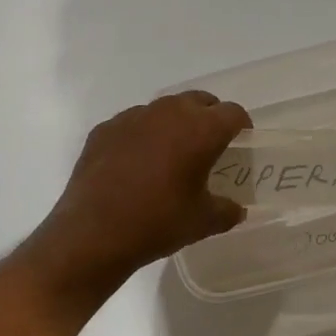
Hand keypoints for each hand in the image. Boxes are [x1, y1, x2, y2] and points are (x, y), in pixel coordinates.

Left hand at [27, 91, 250, 294]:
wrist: (94, 233)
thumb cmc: (158, 223)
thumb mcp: (203, 222)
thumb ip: (227, 211)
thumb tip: (235, 209)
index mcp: (200, 130)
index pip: (232, 113)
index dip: (241, 126)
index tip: (240, 143)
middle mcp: (167, 113)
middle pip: (198, 101)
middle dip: (209, 118)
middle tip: (209, 146)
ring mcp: (132, 118)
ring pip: (163, 109)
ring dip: (174, 124)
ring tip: (171, 155)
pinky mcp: (104, 130)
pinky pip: (133, 124)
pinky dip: (142, 136)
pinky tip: (135, 165)